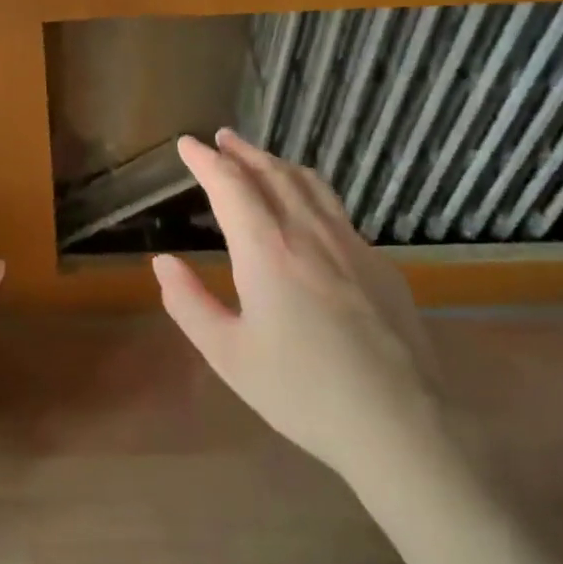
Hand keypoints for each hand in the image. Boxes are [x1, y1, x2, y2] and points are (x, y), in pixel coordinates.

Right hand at [152, 129, 444, 484]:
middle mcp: (309, 233)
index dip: (205, 159)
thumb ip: (189, 303)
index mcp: (267, 251)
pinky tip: (307, 209)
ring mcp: (352, 244)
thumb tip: (162, 261)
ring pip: (310, 184)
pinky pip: (337, 210)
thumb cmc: (301, 392)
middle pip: (272, 173)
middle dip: (242, 151)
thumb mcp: (228, 355)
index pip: (230, 185)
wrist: (399, 424)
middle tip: (221, 139)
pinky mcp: (381, 263)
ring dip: (277, 163)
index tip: (187, 144)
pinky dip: (309, 191)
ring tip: (260, 159)